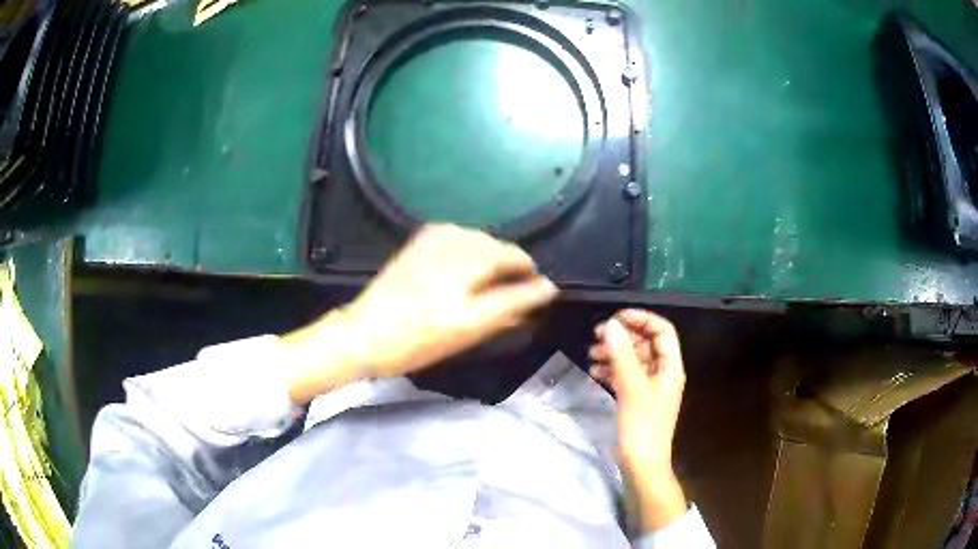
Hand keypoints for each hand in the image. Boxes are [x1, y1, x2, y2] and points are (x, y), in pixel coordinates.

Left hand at [283, 224, 557, 403]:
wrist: (364, 334)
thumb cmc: (418, 340)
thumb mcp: (470, 328)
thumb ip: (512, 303)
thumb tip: (545, 288)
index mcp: (470, 260)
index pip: (516, 258)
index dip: (529, 277)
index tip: (533, 297)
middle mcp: (455, 239)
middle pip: (498, 247)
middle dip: (508, 270)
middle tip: (506, 300)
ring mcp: (435, 237)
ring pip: (479, 241)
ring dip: (489, 261)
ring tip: (485, 289)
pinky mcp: (420, 240)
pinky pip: (458, 237)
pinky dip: (468, 253)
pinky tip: (463, 272)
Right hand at [589, 309, 687, 530]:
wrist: (641, 463)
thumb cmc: (642, 425)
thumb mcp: (632, 388)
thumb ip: (622, 355)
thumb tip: (610, 325)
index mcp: (670, 367)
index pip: (662, 331)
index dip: (641, 319)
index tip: (615, 318)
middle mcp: (662, 372)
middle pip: (645, 343)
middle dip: (622, 336)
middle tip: (597, 335)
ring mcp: (649, 386)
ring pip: (633, 359)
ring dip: (613, 353)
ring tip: (591, 353)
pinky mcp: (636, 398)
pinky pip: (625, 375)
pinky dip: (611, 370)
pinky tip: (594, 371)